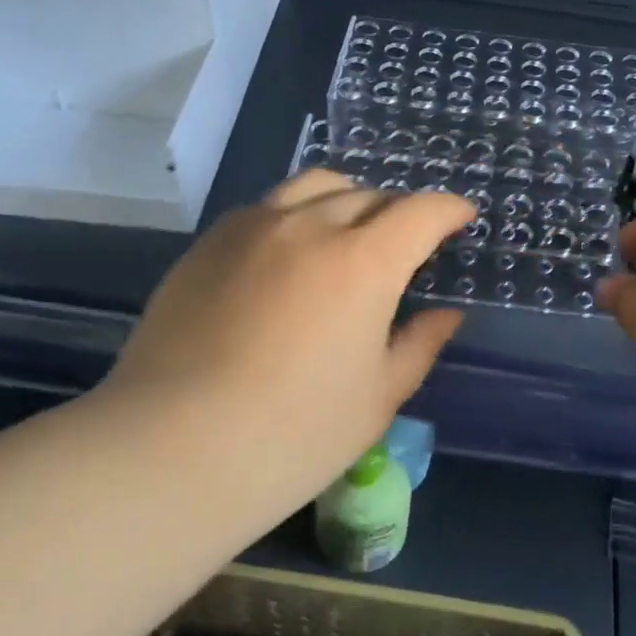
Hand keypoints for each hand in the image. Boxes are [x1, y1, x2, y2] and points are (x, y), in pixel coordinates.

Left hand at [101, 170, 473, 517]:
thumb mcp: (378, 397)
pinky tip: (290, 254)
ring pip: (314, 186)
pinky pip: (267, 208)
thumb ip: (419, 344)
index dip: (449, 210)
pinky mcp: (209, 243)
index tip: (461, 218)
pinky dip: (296, 215)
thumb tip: (447, 314)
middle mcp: (310, 226)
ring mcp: (252, 228)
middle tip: (407, 243)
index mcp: (363, 262)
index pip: (420, 212)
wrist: (173, 449)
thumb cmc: (295, 435)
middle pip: (368, 194)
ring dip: (347, 200)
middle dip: (399, 211)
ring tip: (350, 232)